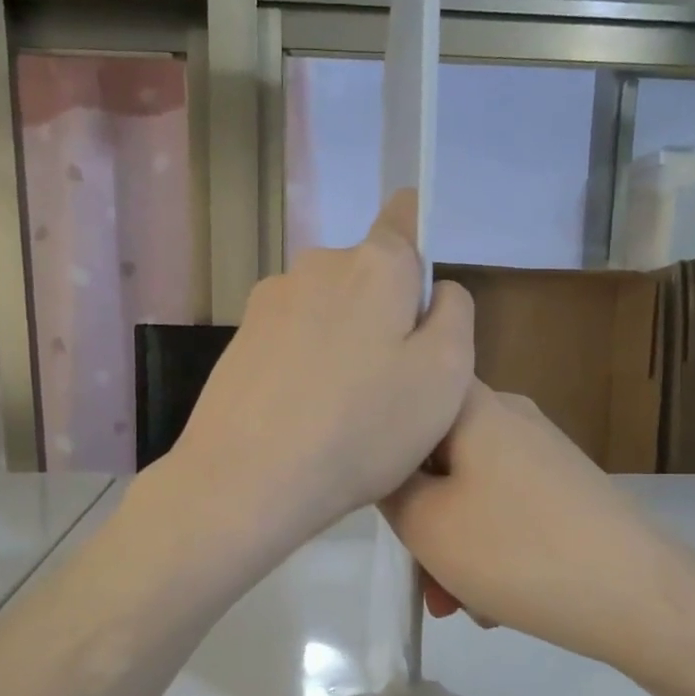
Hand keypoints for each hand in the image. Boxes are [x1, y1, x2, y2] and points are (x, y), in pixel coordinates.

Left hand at [169, 190, 472, 547]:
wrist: (245, 480)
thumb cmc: (361, 428)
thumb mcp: (446, 375)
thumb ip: (454, 315)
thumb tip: (434, 292)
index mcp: (375, 263)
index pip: (406, 216)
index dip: (421, 247)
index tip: (421, 303)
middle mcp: (317, 265)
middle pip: (368, 274)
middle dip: (386, 314)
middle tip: (392, 384)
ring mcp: (270, 301)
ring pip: (329, 309)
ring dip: (344, 341)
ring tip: (343, 409)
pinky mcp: (240, 339)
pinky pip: (293, 339)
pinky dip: (307, 364)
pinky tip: (304, 414)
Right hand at [381, 383, 688, 674]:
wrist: (642, 598)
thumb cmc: (517, 551)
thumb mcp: (425, 523)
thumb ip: (387, 487)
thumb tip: (386, 468)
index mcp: (474, 406)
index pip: (409, 397)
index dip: (382, 442)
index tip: (375, 493)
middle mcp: (511, 417)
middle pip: (438, 457)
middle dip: (421, 521)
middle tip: (421, 578)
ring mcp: (544, 454)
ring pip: (471, 494)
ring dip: (454, 548)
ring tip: (460, 606)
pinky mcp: (568, 491)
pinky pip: (507, 512)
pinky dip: (492, 551)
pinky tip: (496, 604)